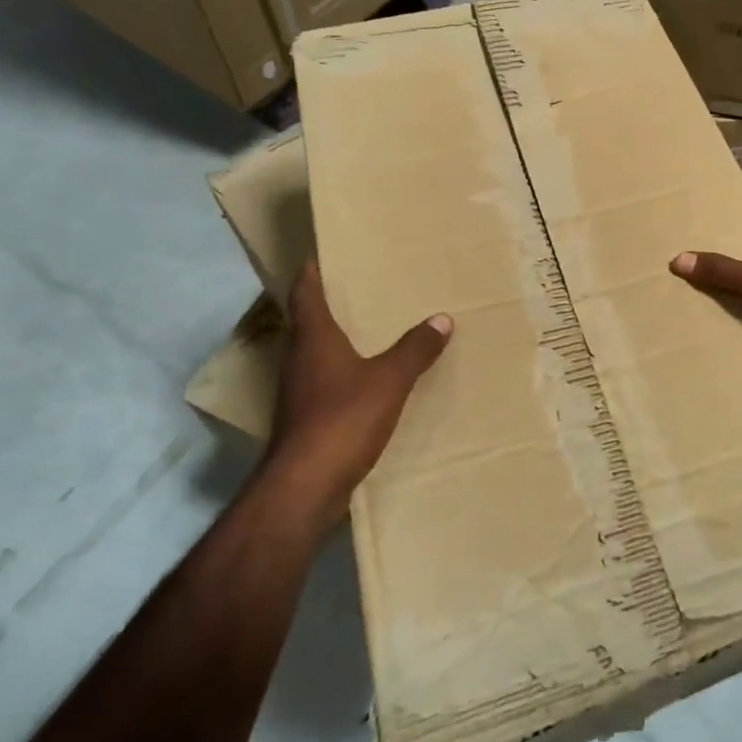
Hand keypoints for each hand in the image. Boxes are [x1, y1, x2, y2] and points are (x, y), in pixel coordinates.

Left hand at [266, 262, 452, 505]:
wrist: (306, 485)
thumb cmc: (343, 418)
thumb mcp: (389, 380)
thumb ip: (415, 350)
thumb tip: (442, 319)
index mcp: (313, 340)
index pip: (305, 295)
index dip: (310, 275)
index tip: (317, 257)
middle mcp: (299, 360)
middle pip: (308, 324)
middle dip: (327, 305)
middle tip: (355, 289)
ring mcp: (299, 393)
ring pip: (315, 355)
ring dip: (334, 341)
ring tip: (366, 330)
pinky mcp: (306, 420)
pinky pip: (324, 383)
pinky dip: (342, 373)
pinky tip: (365, 380)